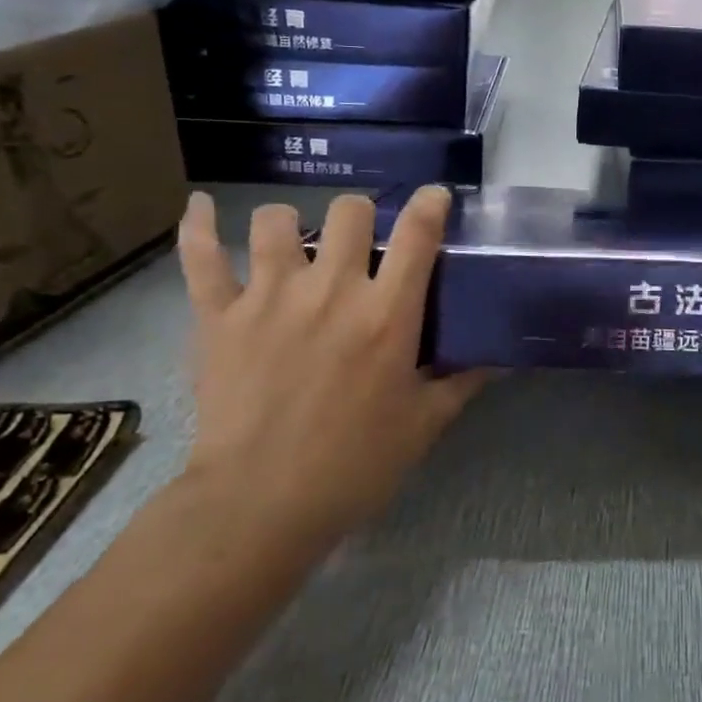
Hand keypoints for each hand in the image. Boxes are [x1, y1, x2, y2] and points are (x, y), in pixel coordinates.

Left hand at [174, 188, 487, 556]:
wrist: (260, 504)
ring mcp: (269, 297)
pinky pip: (202, 256)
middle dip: (361, 217)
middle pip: (349, 212)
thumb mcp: (425, 424)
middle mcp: (331, 290)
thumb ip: (464, 381)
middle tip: (360, 244)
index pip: (417, 234)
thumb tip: (502, 358)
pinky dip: (200, 226)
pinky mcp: (218, 316)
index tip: (434, 197)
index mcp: (386, 314)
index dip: (430, 204)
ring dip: (291, 223)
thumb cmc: (355, 465)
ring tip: (294, 242)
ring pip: (277, 220)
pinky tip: (203, 206)